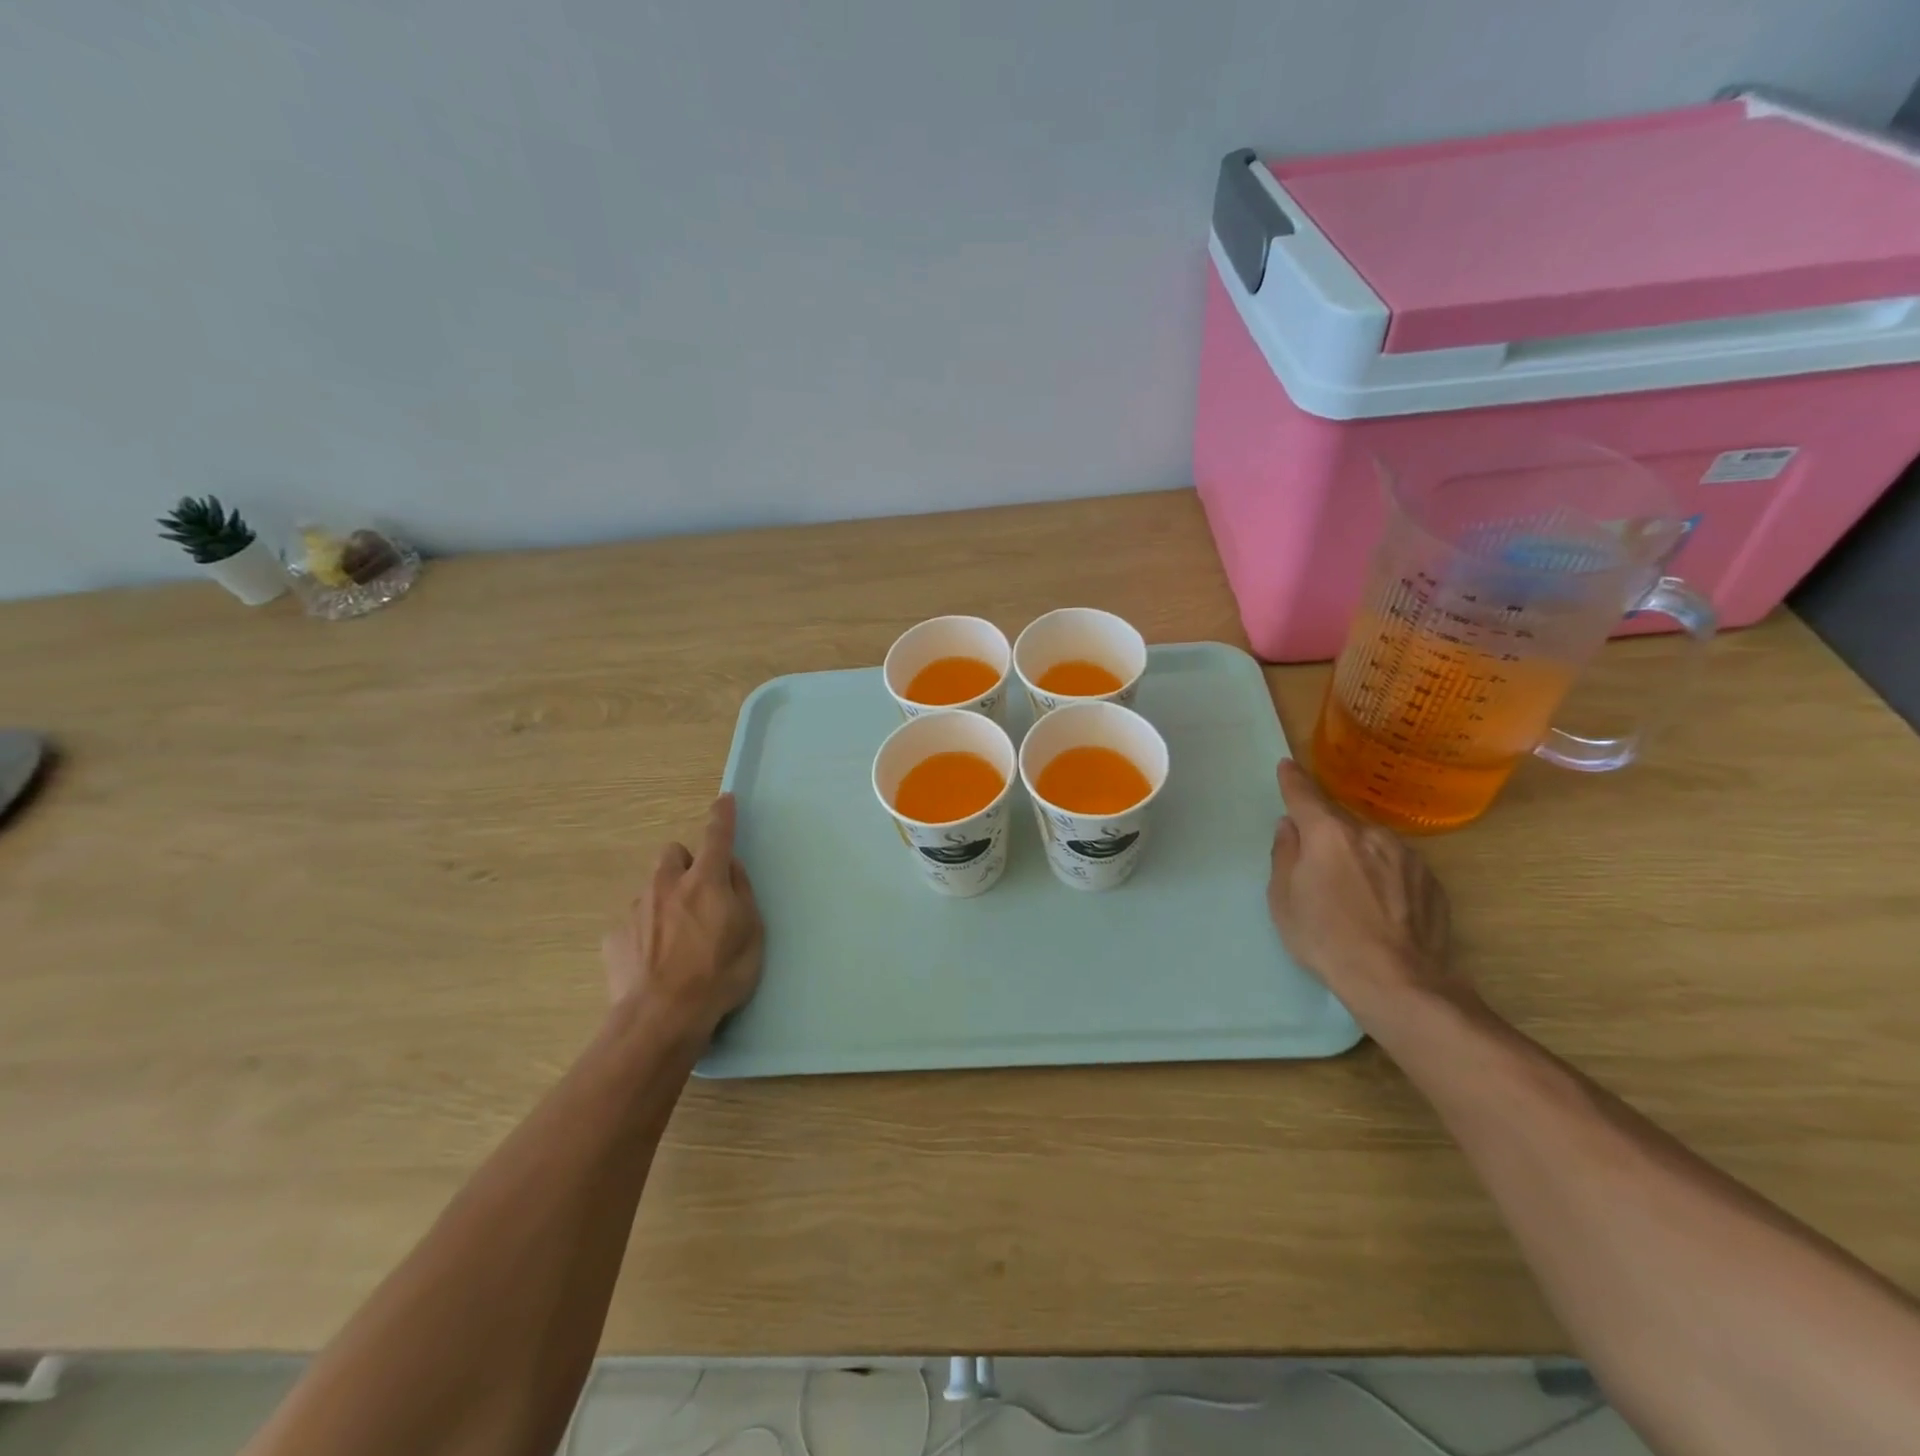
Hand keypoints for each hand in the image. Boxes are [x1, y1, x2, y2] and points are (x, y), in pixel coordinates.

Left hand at [603, 794, 764, 1041]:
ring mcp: (636, 910)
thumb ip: (742, 894)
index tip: (725, 800)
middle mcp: (667, 885)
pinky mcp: (615, 937)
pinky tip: (655, 962)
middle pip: (672, 854)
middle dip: (685, 864)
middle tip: (699, 894)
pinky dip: (646, 932)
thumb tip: (730, 870)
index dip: (722, 816)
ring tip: (678, 939)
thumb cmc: (720, 975)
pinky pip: (634, 922)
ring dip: (666, 900)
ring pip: (652, 889)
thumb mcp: (752, 934)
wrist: (661, 1019)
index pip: (716, 836)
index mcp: (706, 881)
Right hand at [1268, 759, 1455, 1027]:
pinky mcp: (1432, 882)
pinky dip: (1384, 877)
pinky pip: (1397, 867)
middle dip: (1326, 836)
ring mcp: (1407, 856)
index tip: (1287, 766)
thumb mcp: (1283, 899)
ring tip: (1352, 896)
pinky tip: (1381, 908)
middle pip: (1340, 824)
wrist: (1399, 983)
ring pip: (1371, 845)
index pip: (1305, 796)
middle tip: (1317, 868)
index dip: (1293, 780)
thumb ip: (1285, 855)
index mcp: (1329, 834)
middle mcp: (1371, 834)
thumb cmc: (1326, 939)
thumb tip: (1291, 827)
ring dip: (1358, 857)